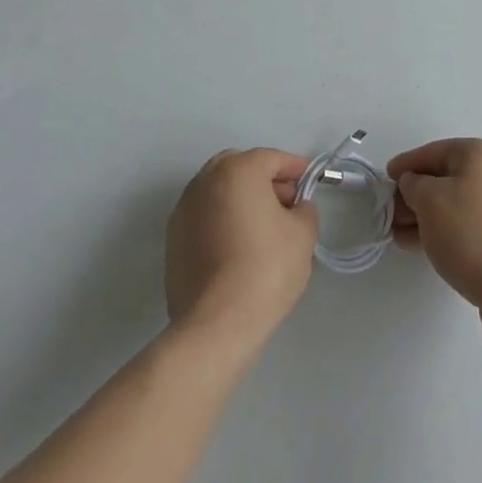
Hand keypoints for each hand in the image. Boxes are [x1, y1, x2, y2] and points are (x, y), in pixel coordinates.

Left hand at [165, 149, 317, 349]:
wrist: (215, 324)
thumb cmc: (266, 269)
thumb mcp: (303, 235)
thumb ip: (304, 210)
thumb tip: (297, 207)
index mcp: (238, 170)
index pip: (272, 158)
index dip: (295, 168)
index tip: (309, 184)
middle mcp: (205, 181)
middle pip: (240, 167)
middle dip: (264, 179)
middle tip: (286, 203)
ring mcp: (184, 209)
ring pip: (219, 191)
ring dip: (241, 198)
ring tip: (262, 228)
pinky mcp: (172, 239)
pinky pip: (204, 216)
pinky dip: (222, 219)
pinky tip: (238, 246)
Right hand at [387, 139, 481, 313]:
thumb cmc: (470, 233)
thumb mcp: (429, 200)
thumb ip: (414, 184)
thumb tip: (415, 183)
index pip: (435, 151)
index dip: (407, 163)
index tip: (386, 177)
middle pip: (446, 178)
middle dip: (415, 195)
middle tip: (390, 213)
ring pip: (457, 203)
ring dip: (427, 216)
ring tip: (400, 235)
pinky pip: (470, 224)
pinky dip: (446, 230)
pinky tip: (423, 246)